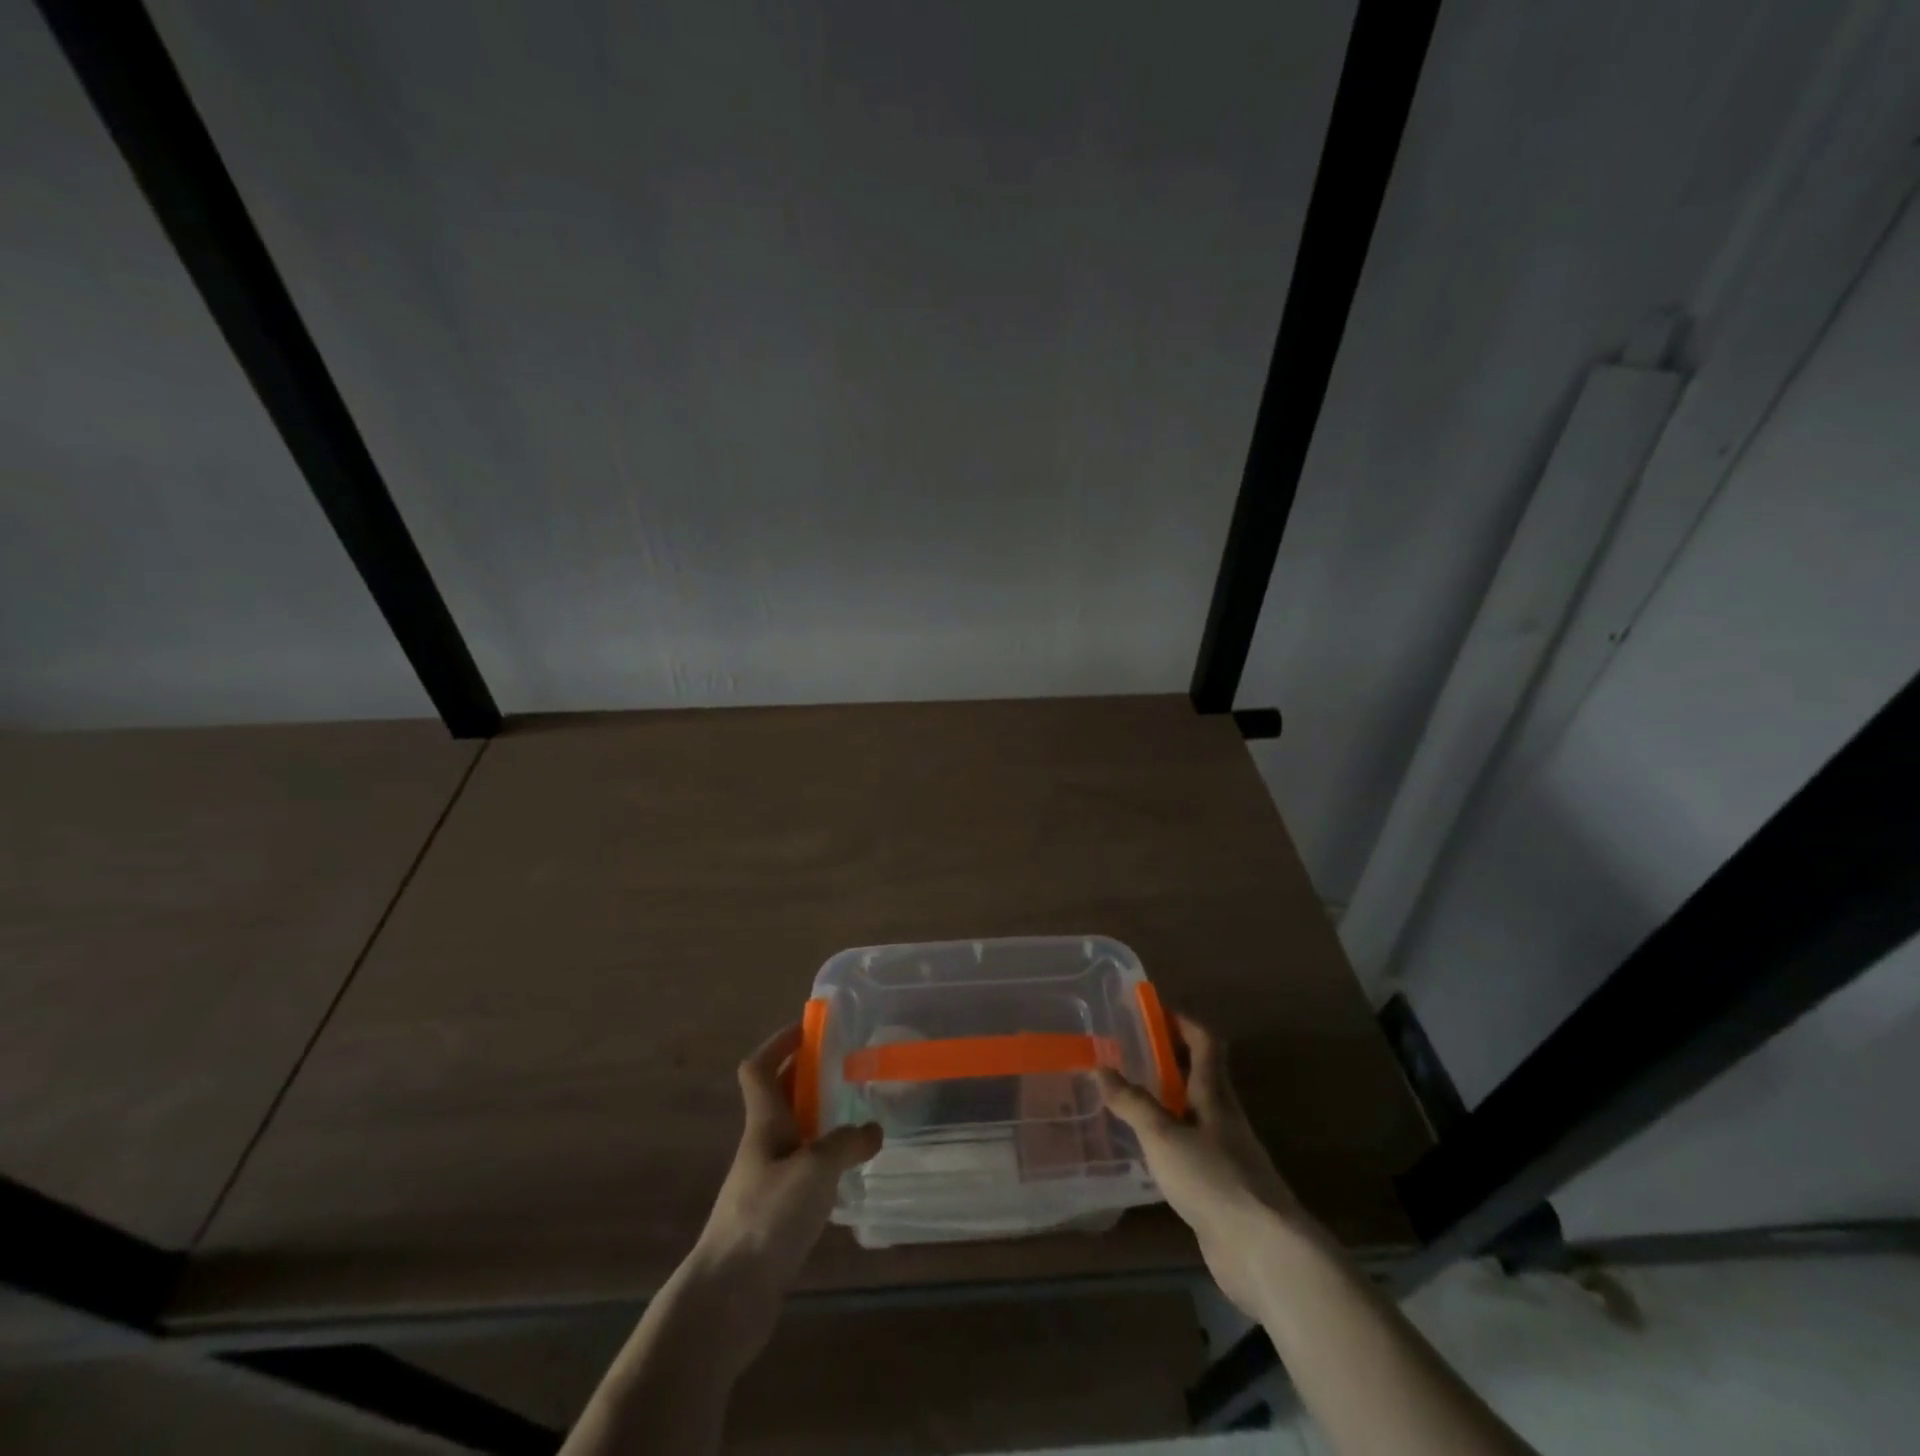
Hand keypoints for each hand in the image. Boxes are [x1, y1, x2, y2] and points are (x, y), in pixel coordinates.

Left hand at [696, 1024, 882, 1303]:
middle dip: (807, 1074)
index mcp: (764, 1122)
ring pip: (793, 1131)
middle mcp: (762, 1144)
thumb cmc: (767, 1217)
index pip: (760, 1067)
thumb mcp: (815, 1169)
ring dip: (818, 1116)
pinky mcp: (774, 1213)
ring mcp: (766, 1180)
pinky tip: (848, 1170)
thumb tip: (874, 1130)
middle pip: (779, 1095)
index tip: (810, 1027)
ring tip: (858, 1112)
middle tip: (846, 1064)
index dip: (780, 1042)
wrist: (727, 1297)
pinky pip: (801, 1167)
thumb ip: (847, 1143)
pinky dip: (823, 1158)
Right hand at [1098, 1015, 1324, 1315]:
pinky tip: (1147, 1150)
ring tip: (1129, 1096)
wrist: (1263, 1252)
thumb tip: (1101, 1068)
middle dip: (1168, 1059)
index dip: (1182, 1022)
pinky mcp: (1222, 1188)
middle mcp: (1223, 1117)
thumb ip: (1132, 1103)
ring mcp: (1226, 1154)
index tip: (1153, 1012)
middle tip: (1130, 1052)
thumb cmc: (1213, 1179)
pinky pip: (1192, 1148)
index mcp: (1215, 1094)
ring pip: (1194, 1112)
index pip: (1205, 1042)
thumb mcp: (1163, 1136)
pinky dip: (1169, 1138)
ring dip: (1167, 1099)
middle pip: (1199, 1074)